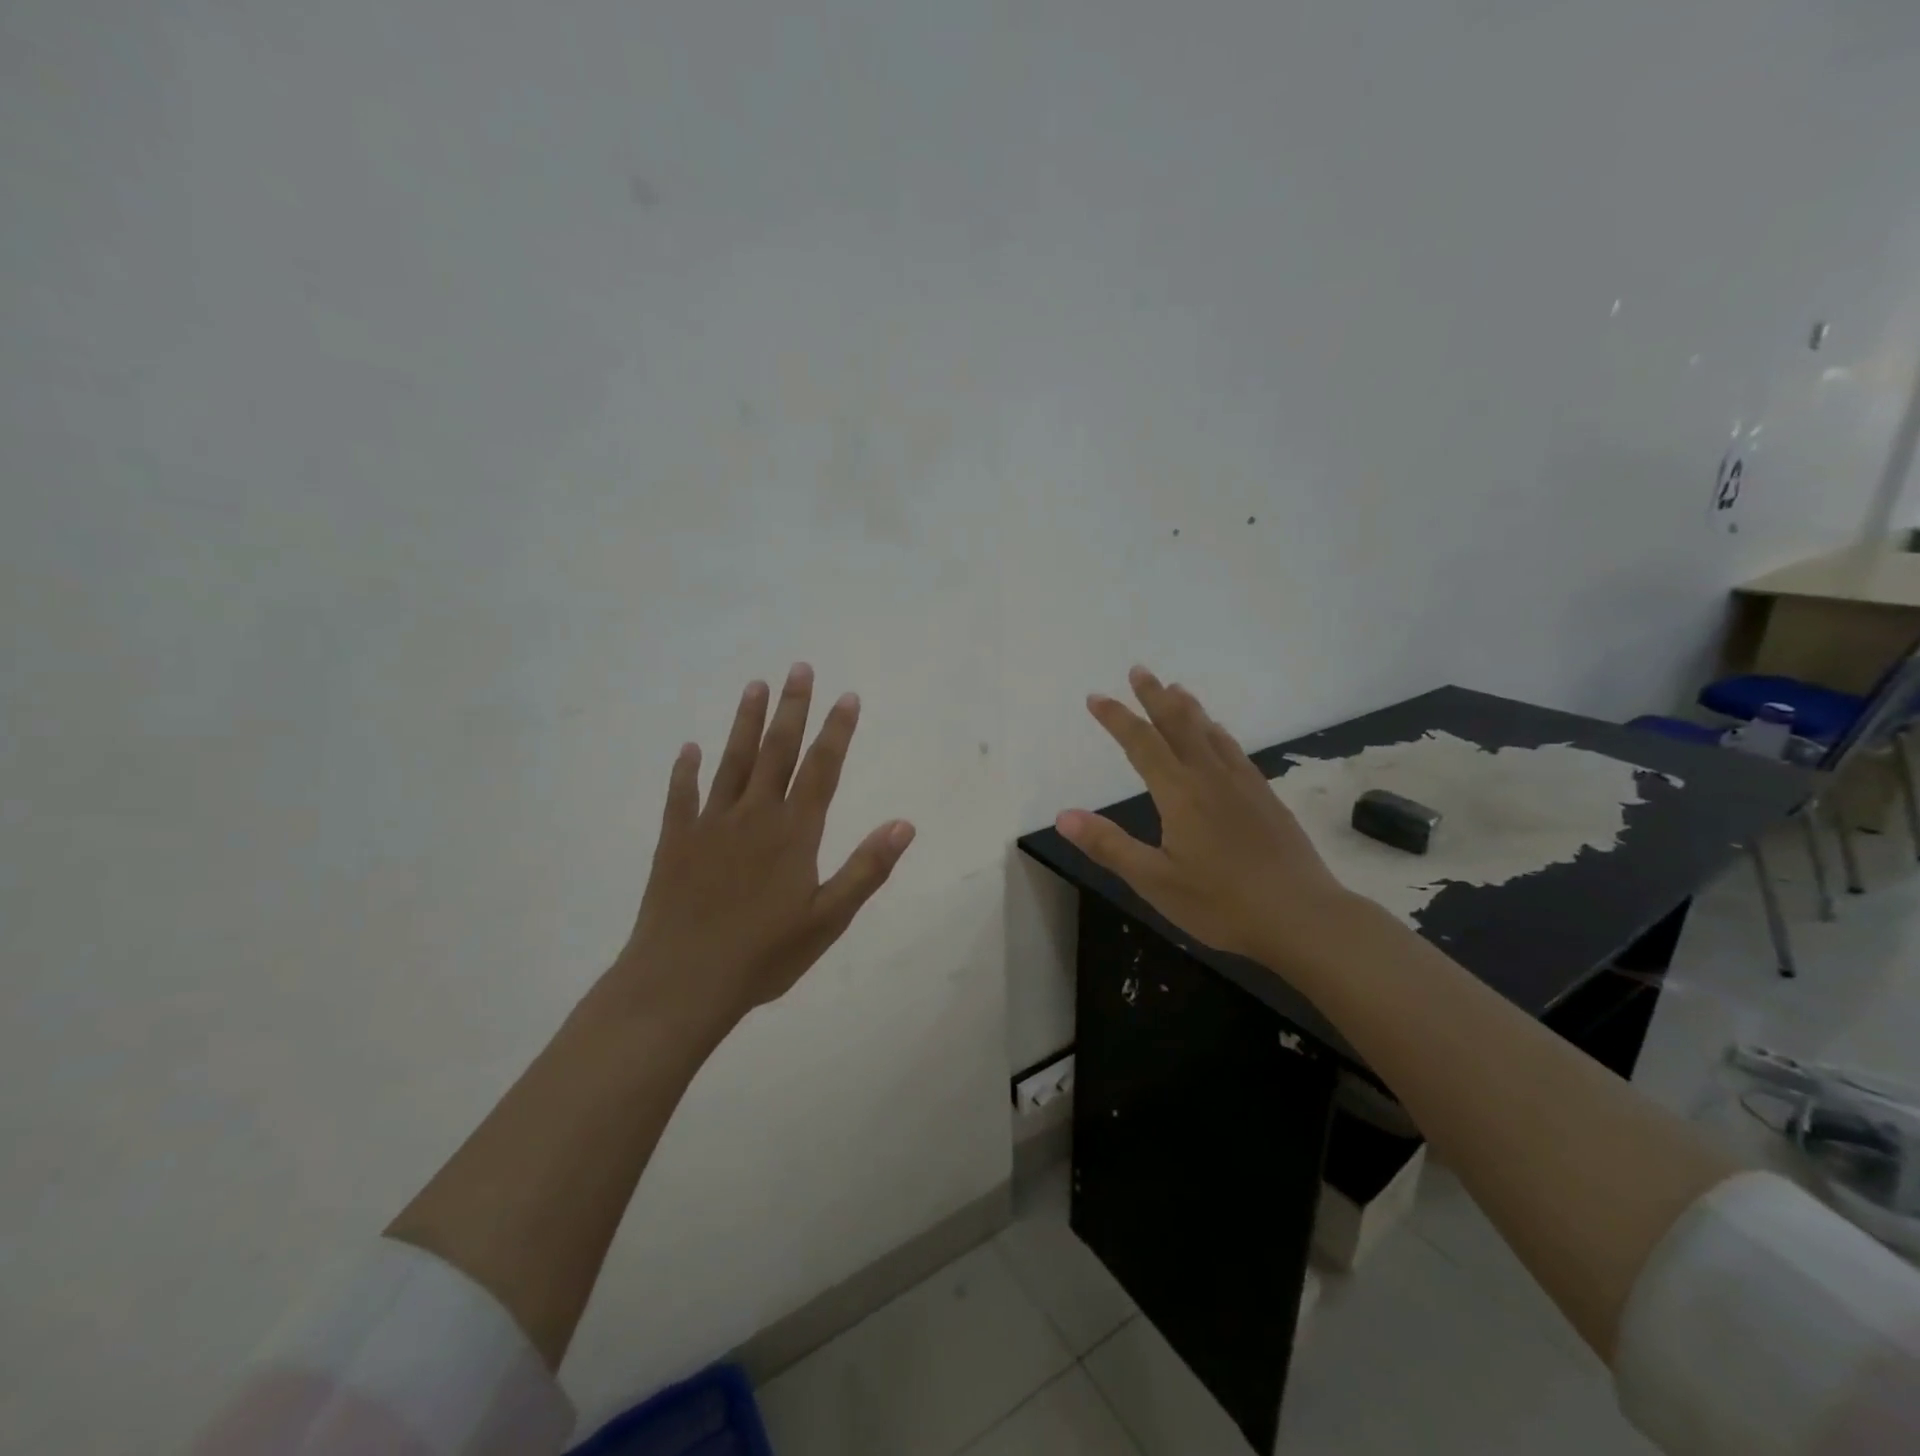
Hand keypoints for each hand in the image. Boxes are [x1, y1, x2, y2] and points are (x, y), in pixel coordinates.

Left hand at [609, 664, 914, 1029]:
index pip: (821, 769)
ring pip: (732, 761)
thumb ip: (866, 868)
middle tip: (799, 668)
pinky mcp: (675, 840)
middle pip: (776, 751)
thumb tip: (905, 824)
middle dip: (792, 708)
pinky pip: (682, 795)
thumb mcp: (828, 919)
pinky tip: (688, 749)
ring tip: (755, 685)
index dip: (836, 731)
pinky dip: (685, 770)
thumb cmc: (764, 955)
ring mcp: (711, 824)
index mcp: (794, 832)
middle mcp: (754, 815)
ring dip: (745, 722)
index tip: (846, 696)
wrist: (682, 981)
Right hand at [1057, 667, 1357, 969]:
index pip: (1141, 743)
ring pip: (1210, 733)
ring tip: (1176, 689)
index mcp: (1179, 793)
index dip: (1116, 718)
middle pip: (1178, 725)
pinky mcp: (1266, 798)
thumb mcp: (1154, 881)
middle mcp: (1210, 777)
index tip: (1096, 697)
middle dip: (1155, 696)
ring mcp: (1243, 785)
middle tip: (1140, 670)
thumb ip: (1109, 845)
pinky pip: (1234, 750)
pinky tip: (1219, 735)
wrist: (1303, 917)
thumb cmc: (1221, 904)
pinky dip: (1218, 733)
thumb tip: (1063, 816)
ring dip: (1188, 708)